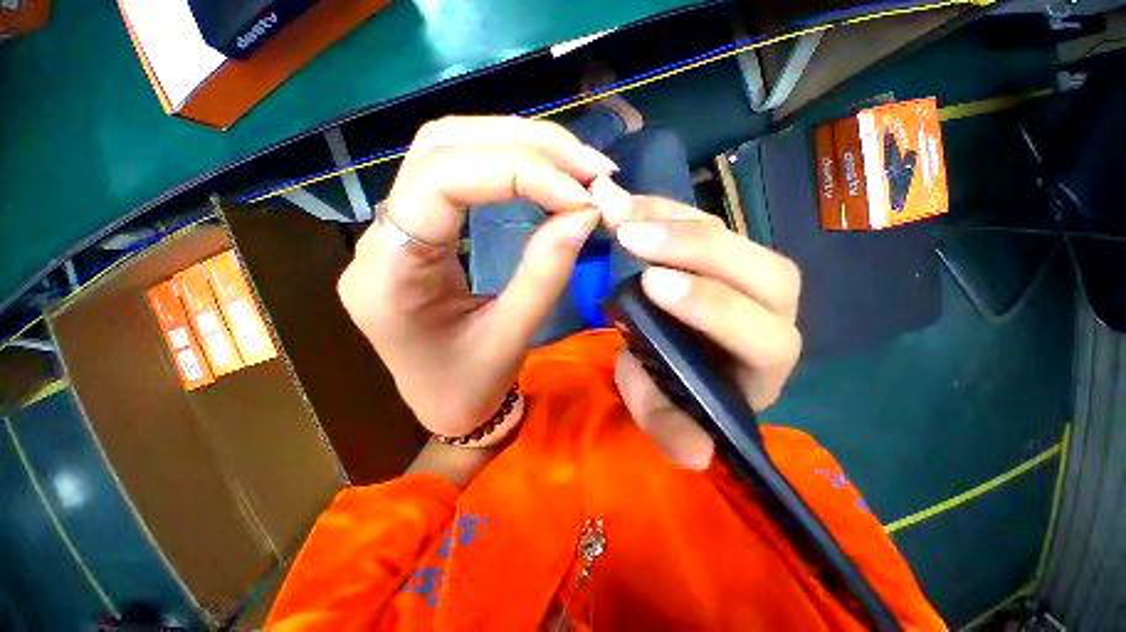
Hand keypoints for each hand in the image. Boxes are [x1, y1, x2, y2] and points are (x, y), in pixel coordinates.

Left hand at [337, 116, 616, 440]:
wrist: (444, 404)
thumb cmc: (469, 386)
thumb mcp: (512, 338)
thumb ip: (546, 272)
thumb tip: (585, 212)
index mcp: (388, 274)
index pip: (440, 181)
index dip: (518, 173)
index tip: (580, 195)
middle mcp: (379, 237)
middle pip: (440, 147)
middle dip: (524, 145)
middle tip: (587, 166)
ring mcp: (393, 227)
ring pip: (447, 148)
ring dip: (518, 144)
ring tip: (574, 163)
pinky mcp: (418, 228)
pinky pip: (457, 172)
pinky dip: (507, 161)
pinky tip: (544, 172)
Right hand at [593, 183, 802, 469]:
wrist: (673, 355)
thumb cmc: (673, 385)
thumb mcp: (661, 410)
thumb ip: (672, 429)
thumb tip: (694, 454)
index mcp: (763, 360)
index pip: (761, 333)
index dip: (710, 307)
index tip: (651, 284)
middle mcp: (773, 312)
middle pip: (762, 270)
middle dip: (693, 250)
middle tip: (630, 234)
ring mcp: (748, 271)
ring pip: (732, 235)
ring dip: (672, 221)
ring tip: (620, 210)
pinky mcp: (720, 247)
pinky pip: (700, 219)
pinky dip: (661, 209)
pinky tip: (626, 202)